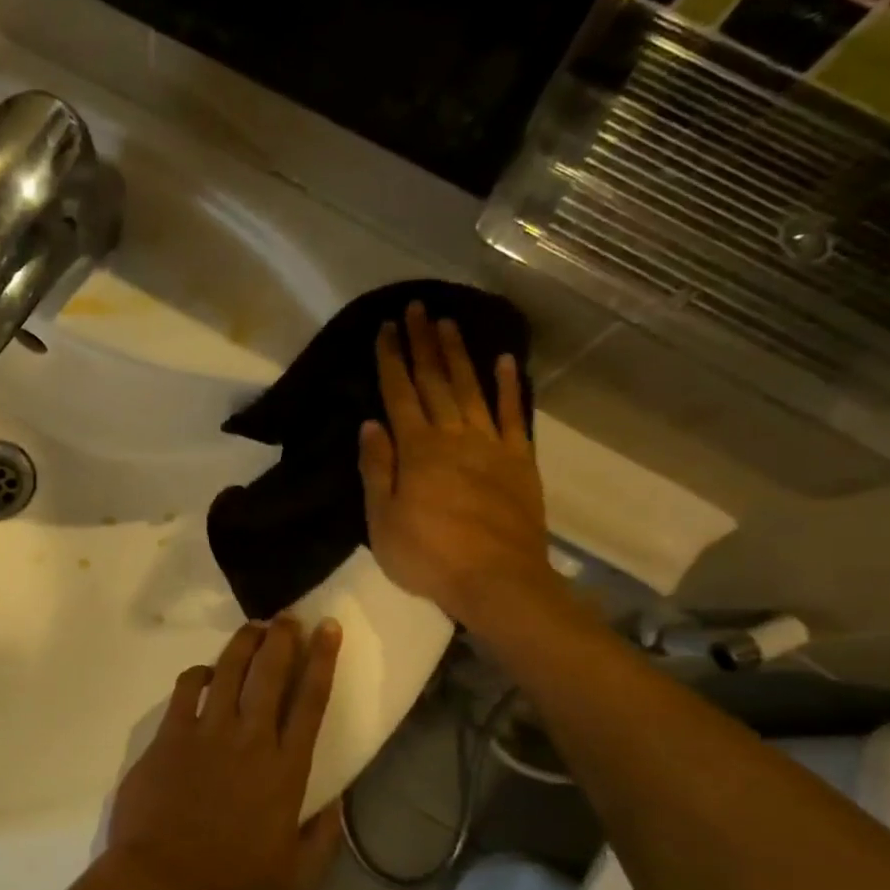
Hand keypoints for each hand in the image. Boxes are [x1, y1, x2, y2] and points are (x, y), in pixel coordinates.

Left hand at [107, 617, 342, 889]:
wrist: (159, 884)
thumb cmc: (230, 886)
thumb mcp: (296, 880)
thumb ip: (323, 839)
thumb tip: (338, 804)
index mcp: (285, 770)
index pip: (310, 701)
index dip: (322, 660)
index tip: (328, 629)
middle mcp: (250, 738)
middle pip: (270, 672)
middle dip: (283, 637)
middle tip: (289, 617)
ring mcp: (206, 732)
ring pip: (229, 669)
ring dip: (244, 643)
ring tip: (254, 628)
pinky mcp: (170, 734)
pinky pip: (187, 688)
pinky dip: (199, 673)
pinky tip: (206, 672)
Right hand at [358, 301, 557, 629]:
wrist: (497, 581)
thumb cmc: (428, 557)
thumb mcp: (383, 521)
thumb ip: (378, 470)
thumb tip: (370, 424)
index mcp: (417, 450)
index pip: (400, 395)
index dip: (391, 360)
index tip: (385, 328)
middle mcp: (453, 436)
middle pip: (435, 382)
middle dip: (422, 343)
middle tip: (416, 308)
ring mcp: (491, 446)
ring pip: (472, 389)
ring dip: (458, 355)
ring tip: (448, 323)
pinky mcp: (519, 461)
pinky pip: (515, 415)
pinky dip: (510, 386)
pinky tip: (505, 361)